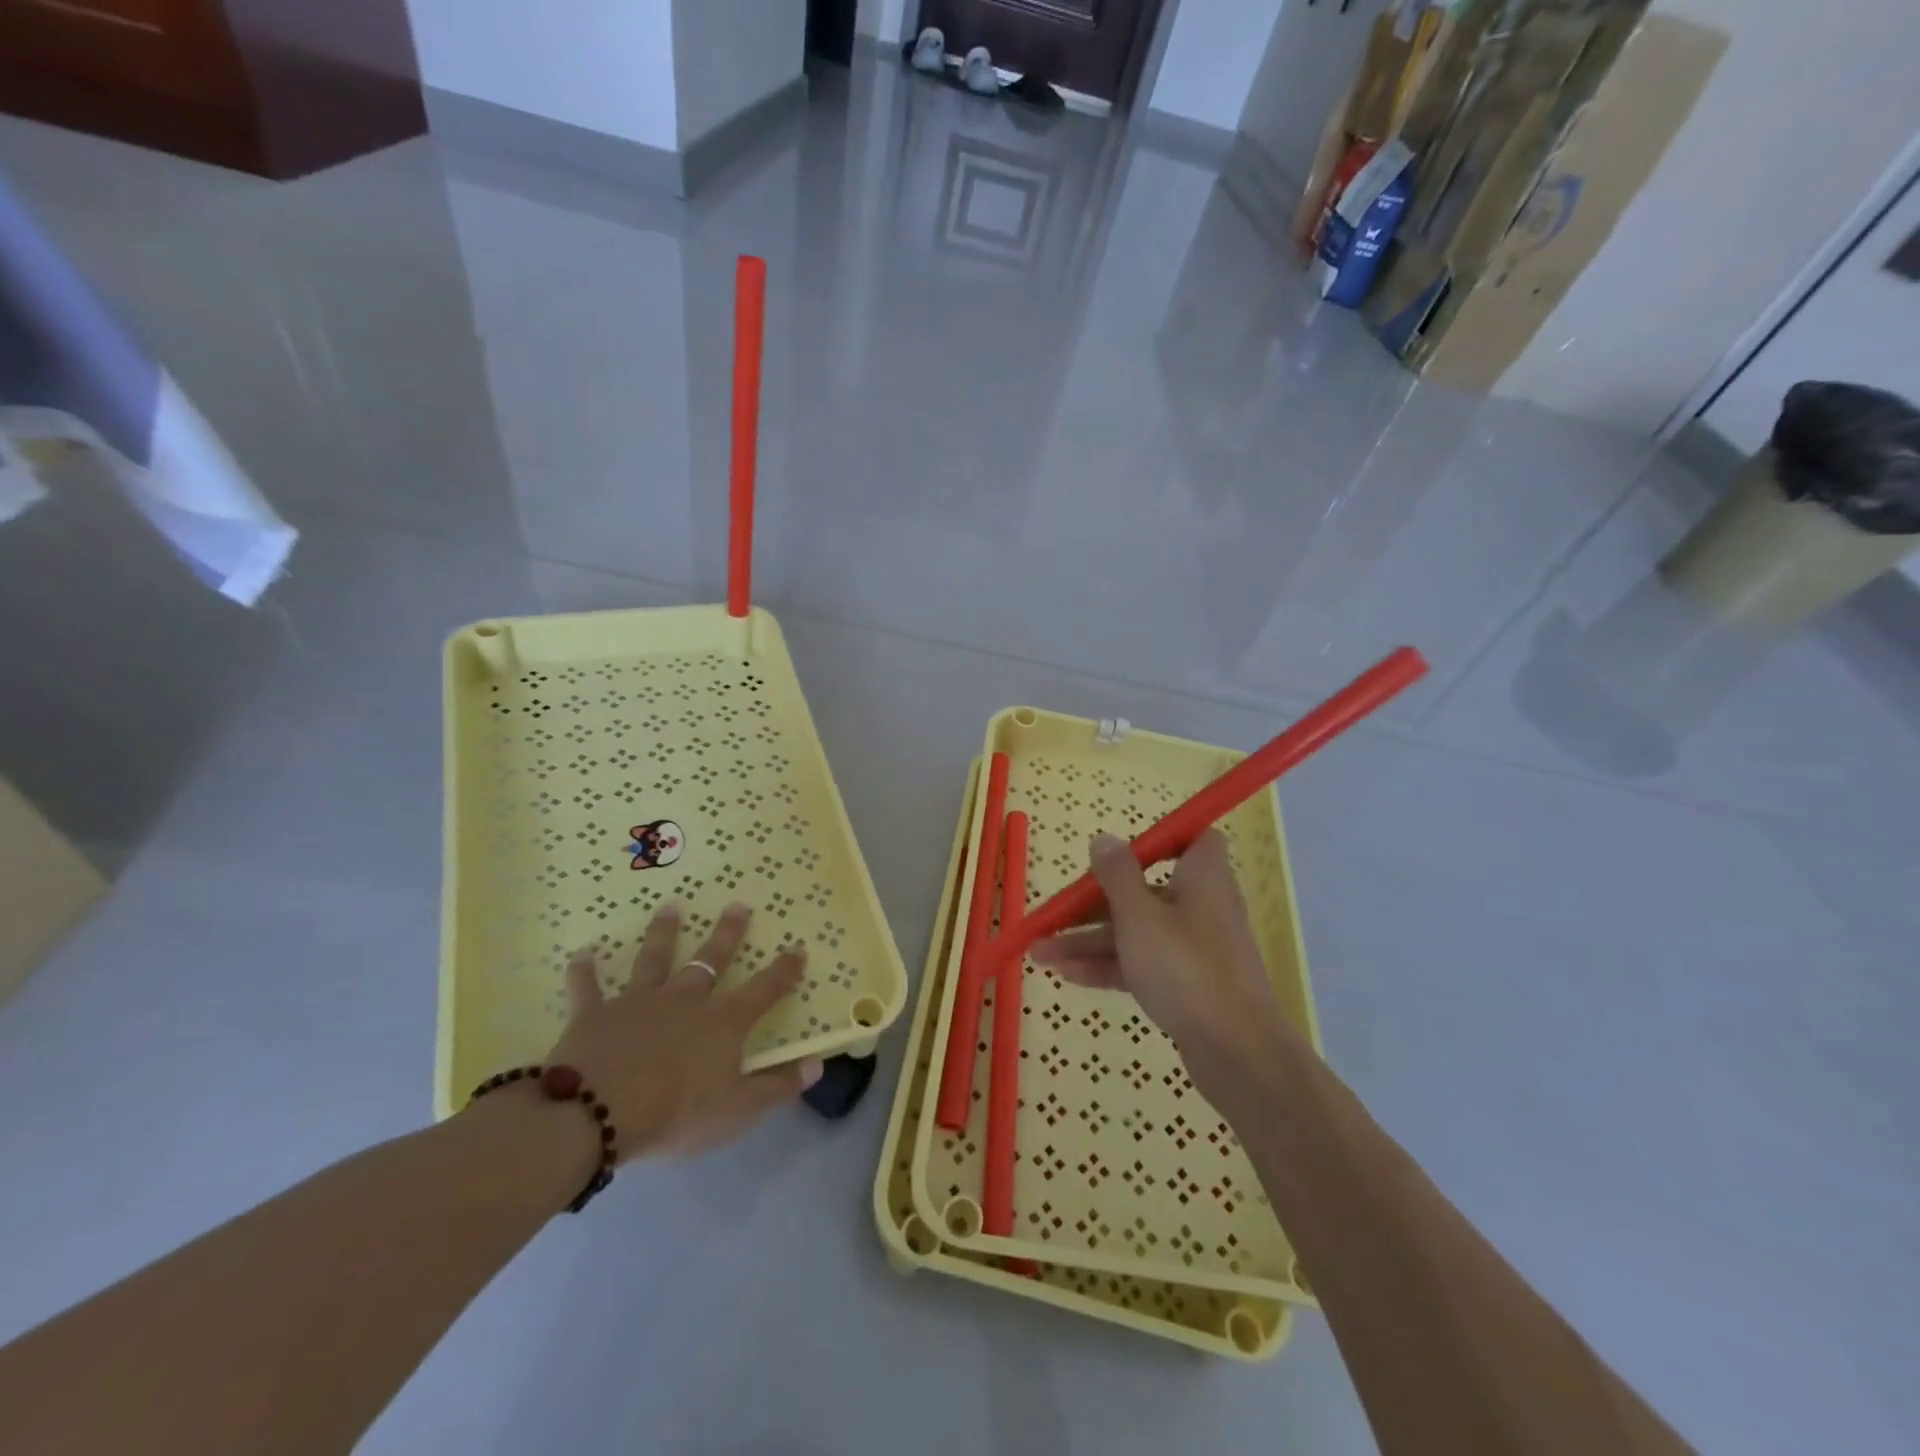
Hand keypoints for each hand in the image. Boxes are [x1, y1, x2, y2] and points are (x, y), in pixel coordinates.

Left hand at [545, 902, 822, 1159]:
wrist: (596, 1113)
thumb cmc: (677, 1113)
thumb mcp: (739, 1109)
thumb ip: (778, 1086)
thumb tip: (818, 1063)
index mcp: (722, 1022)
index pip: (763, 990)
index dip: (783, 970)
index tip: (797, 948)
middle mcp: (685, 1000)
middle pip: (711, 960)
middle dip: (727, 933)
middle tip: (737, 905)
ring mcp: (638, 1002)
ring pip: (654, 960)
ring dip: (663, 933)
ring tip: (670, 907)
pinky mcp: (595, 1015)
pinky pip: (588, 988)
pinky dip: (584, 971)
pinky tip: (582, 952)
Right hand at [1030, 830, 1302, 1105]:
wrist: (1238, 1053)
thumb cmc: (1186, 968)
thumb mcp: (1139, 915)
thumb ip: (1117, 875)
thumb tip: (1105, 839)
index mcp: (1201, 877)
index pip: (1192, 840)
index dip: (1160, 840)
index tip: (1120, 851)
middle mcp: (1200, 907)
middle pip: (1142, 891)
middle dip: (1092, 904)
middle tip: (1051, 916)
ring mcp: (1193, 950)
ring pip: (1135, 932)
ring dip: (1088, 941)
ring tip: (1039, 953)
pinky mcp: (1186, 986)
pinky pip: (1141, 964)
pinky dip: (1107, 967)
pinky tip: (1065, 975)